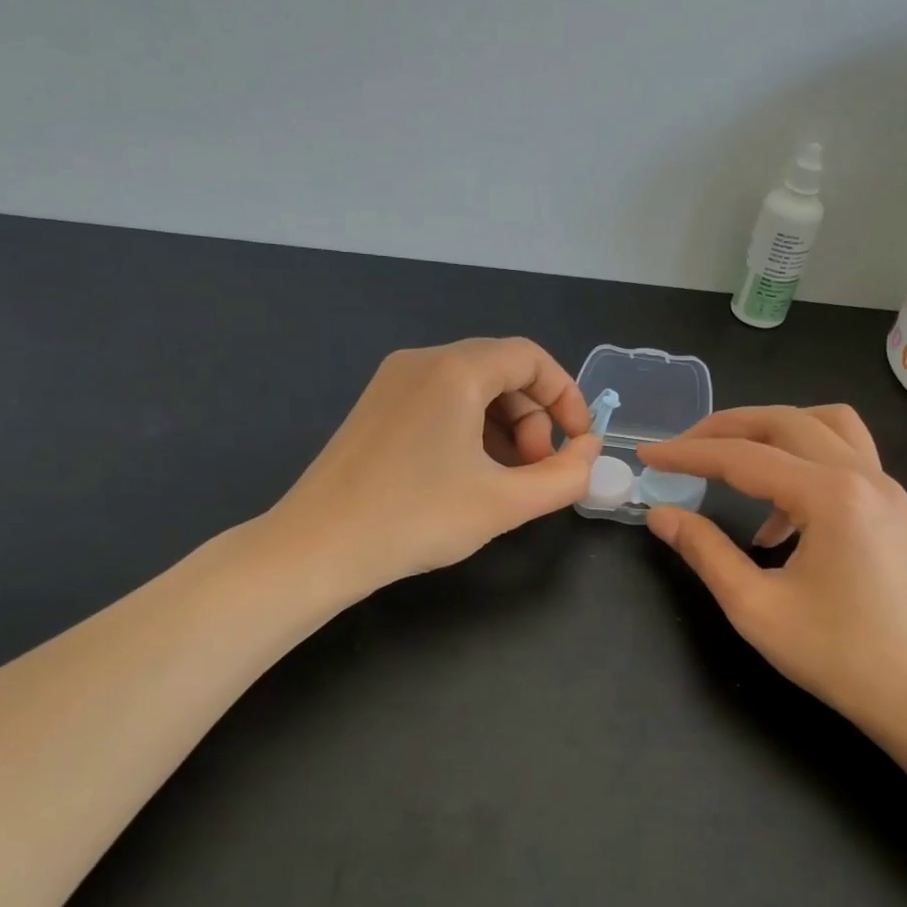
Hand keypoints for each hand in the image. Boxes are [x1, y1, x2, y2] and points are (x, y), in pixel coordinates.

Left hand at [269, 338, 599, 597]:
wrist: (316, 548)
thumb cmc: (416, 519)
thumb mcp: (505, 502)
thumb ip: (565, 476)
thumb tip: (590, 452)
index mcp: (455, 370)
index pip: (531, 358)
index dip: (566, 396)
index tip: (578, 442)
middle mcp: (421, 362)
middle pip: (502, 372)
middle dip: (534, 418)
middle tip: (538, 470)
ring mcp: (392, 383)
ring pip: (472, 389)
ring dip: (505, 428)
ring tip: (508, 480)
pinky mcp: (377, 408)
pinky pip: (442, 403)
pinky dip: (471, 431)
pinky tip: (471, 476)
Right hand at [636, 405, 906, 733]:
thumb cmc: (840, 658)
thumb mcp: (756, 608)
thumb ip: (705, 552)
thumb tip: (661, 515)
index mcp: (831, 496)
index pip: (743, 457)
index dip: (689, 454)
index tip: (648, 457)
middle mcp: (863, 475)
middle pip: (784, 422)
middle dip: (725, 428)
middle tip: (682, 448)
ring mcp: (885, 487)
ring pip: (823, 424)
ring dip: (772, 431)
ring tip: (732, 461)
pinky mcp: (893, 507)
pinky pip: (844, 456)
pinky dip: (802, 462)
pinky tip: (777, 519)